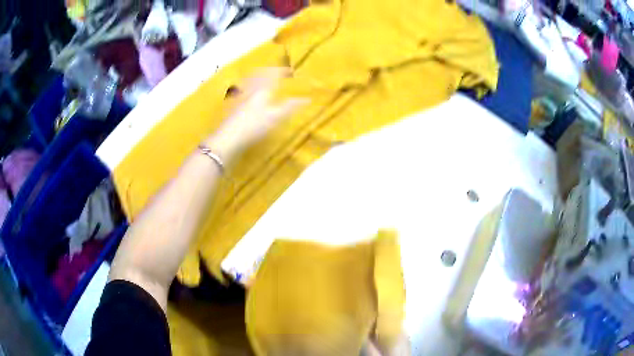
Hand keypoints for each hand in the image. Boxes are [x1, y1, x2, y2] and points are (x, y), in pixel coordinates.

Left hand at [205, 67, 306, 161]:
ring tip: (260, 77)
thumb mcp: (275, 117)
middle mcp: (251, 91)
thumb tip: (307, 99)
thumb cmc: (254, 126)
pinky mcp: (234, 108)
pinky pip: (243, 92)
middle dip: (267, 72)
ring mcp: (240, 98)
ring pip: (249, 83)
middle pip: (258, 76)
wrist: (229, 138)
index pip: (272, 75)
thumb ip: (290, 107)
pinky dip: (247, 89)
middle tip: (272, 70)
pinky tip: (246, 93)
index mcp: (262, 90)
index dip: (281, 71)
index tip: (289, 69)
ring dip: (256, 78)